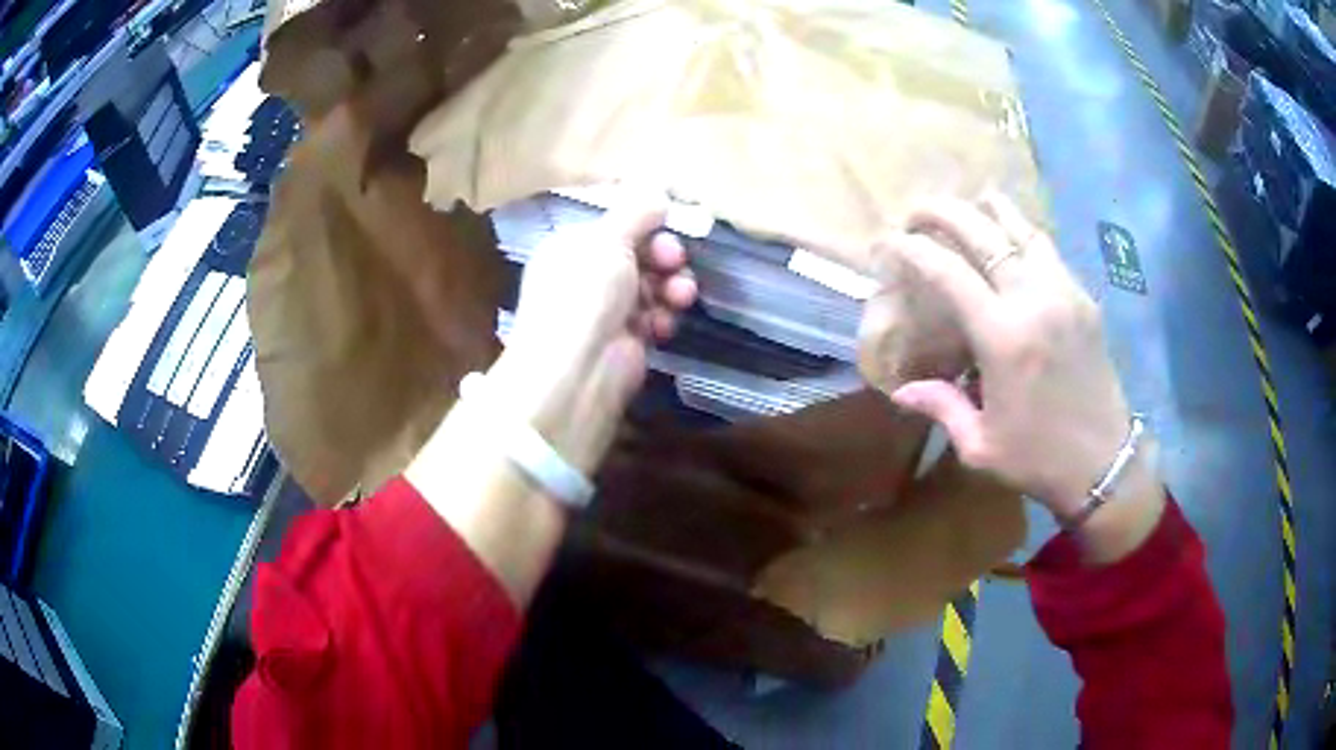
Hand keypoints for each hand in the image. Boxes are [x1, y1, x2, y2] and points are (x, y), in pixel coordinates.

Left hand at [488, 190, 696, 472]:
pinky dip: (662, 318)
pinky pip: (654, 317)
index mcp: (571, 247)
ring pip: (652, 286)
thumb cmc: (584, 294)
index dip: (644, 223)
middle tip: (674, 261)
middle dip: (663, 256)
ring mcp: (606, 310)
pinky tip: (662, 325)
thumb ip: (636, 212)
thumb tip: (656, 191)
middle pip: (638, 253)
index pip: (615, 225)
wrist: (576, 372)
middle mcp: (586, 276)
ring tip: (679, 296)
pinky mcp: (627, 340)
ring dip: (671, 287)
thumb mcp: (608, 240)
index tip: (667, 225)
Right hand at [867, 194, 1162, 553]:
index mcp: (1003, 337)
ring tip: (966, 208)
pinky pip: (1047, 248)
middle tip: (917, 212)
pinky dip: (1020, 232)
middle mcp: (1034, 300)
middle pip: (983, 230)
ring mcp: (1064, 292)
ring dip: (987, 210)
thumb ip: (942, 407)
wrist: (1105, 463)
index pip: (948, 271)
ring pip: (1022, 227)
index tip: (888, 241)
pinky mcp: (1084, 297)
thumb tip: (901, 389)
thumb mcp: (981, 446)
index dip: (912, 249)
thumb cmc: (1039, 459)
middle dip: (942, 211)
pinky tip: (1009, 239)